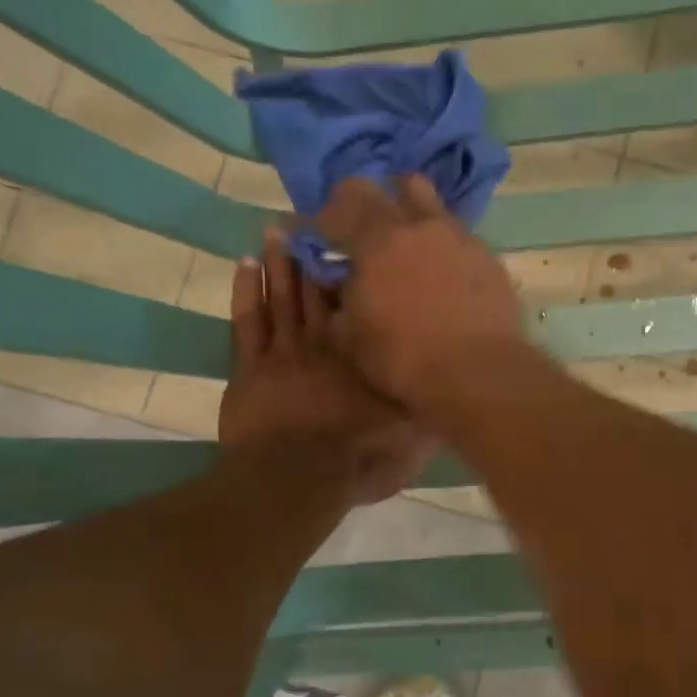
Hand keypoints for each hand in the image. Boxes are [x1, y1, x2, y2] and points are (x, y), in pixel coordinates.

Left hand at [219, 230, 435, 505]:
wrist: (297, 479)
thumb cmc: (356, 458)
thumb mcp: (410, 437)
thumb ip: (429, 405)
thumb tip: (450, 380)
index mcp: (361, 356)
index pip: (359, 306)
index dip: (355, 272)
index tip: (354, 240)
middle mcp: (324, 344)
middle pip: (316, 291)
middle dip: (314, 254)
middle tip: (310, 217)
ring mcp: (283, 354)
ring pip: (281, 297)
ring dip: (280, 263)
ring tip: (278, 228)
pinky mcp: (251, 370)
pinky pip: (247, 322)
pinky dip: (246, 292)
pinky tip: (246, 264)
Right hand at [315, 175, 527, 410]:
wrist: (478, 373)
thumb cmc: (404, 360)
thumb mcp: (350, 338)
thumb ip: (336, 300)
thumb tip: (334, 280)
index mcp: (375, 241)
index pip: (335, 209)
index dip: (315, 221)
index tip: (308, 235)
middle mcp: (417, 225)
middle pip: (380, 187)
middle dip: (357, 202)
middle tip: (352, 228)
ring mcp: (456, 235)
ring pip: (424, 197)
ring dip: (403, 206)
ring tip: (400, 236)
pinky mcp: (486, 254)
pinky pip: (454, 231)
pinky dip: (437, 240)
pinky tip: (438, 268)